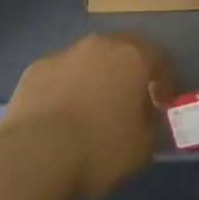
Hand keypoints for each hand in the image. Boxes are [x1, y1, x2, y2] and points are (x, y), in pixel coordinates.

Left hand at [0, 32, 173, 199]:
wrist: (34, 154)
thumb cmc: (99, 149)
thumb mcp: (141, 148)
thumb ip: (149, 125)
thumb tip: (143, 117)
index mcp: (130, 57)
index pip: (156, 58)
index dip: (163, 80)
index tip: (163, 102)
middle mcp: (98, 45)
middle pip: (121, 49)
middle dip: (128, 71)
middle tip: (130, 99)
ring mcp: (63, 53)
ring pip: (88, 59)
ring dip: (95, 77)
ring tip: (93, 109)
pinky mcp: (35, 69)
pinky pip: (60, 75)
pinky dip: (66, 88)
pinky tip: (62, 115)